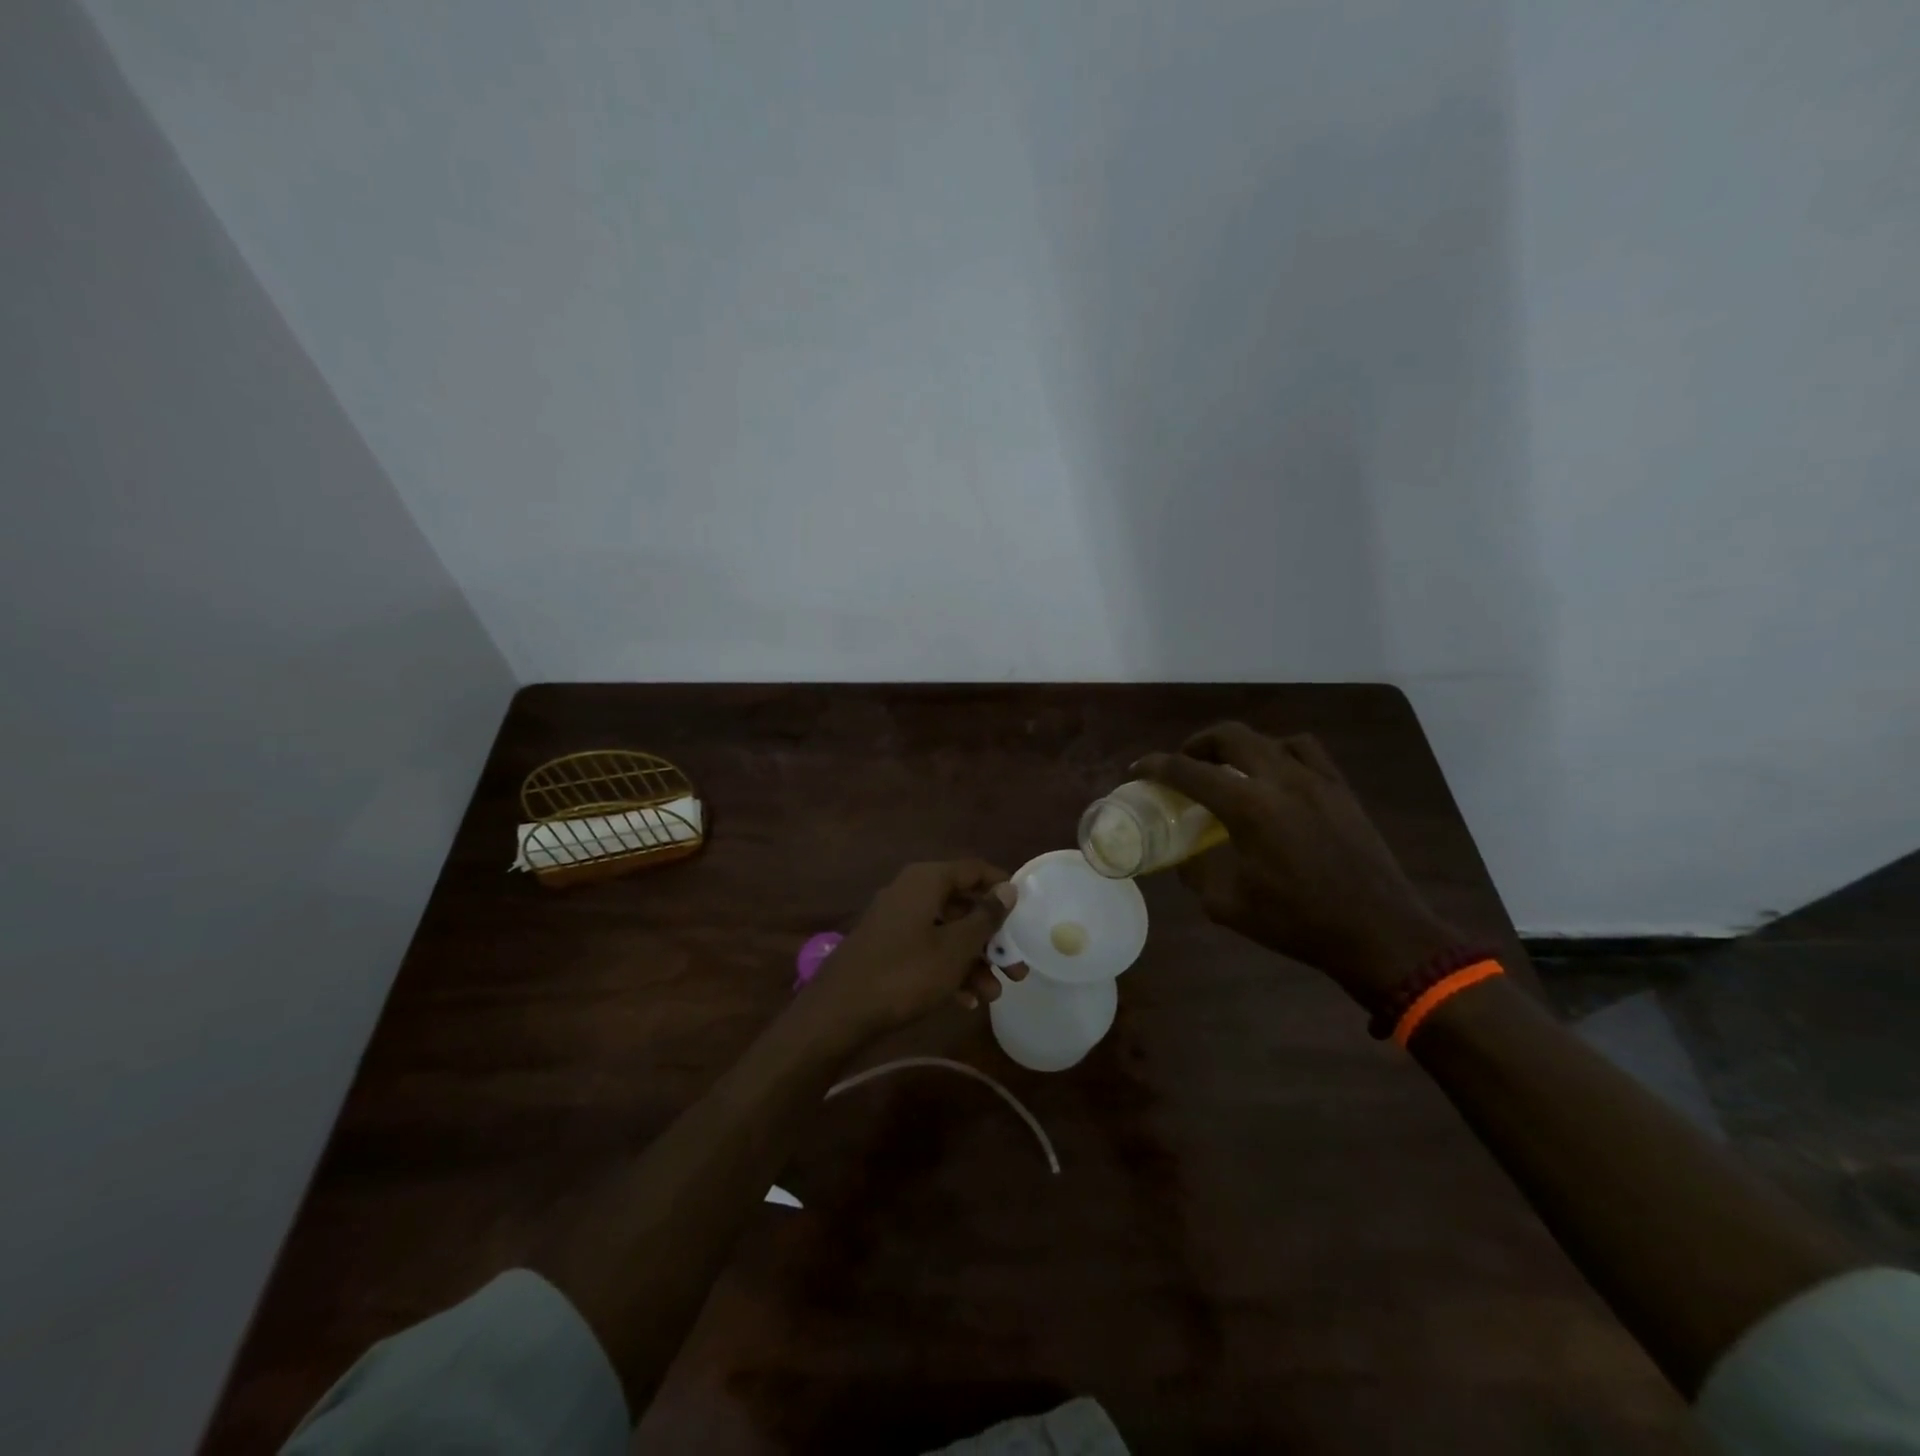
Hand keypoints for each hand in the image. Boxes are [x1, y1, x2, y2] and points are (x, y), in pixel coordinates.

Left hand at [806, 860, 1024, 1036]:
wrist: (839, 1011)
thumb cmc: (905, 973)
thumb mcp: (955, 947)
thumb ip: (985, 917)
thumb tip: (1008, 888)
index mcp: (926, 880)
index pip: (974, 870)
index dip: (1002, 888)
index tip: (1026, 912)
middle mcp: (910, 892)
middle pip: (962, 906)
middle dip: (992, 938)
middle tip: (1017, 968)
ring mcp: (896, 921)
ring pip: (946, 932)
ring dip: (973, 961)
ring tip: (993, 995)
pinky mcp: (887, 948)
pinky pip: (927, 950)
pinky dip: (948, 970)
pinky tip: (966, 1001)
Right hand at [1134, 723, 1455, 1009]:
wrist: (1379, 934)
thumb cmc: (1298, 923)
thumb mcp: (1227, 905)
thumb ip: (1197, 872)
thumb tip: (1184, 857)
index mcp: (1248, 807)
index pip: (1188, 771)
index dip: (1156, 766)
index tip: (1137, 769)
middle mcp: (1280, 780)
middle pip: (1229, 736)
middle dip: (1197, 744)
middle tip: (1183, 764)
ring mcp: (1317, 780)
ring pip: (1269, 739)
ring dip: (1239, 746)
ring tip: (1228, 767)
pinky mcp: (1342, 790)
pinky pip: (1306, 751)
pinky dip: (1280, 752)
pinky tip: (1276, 776)